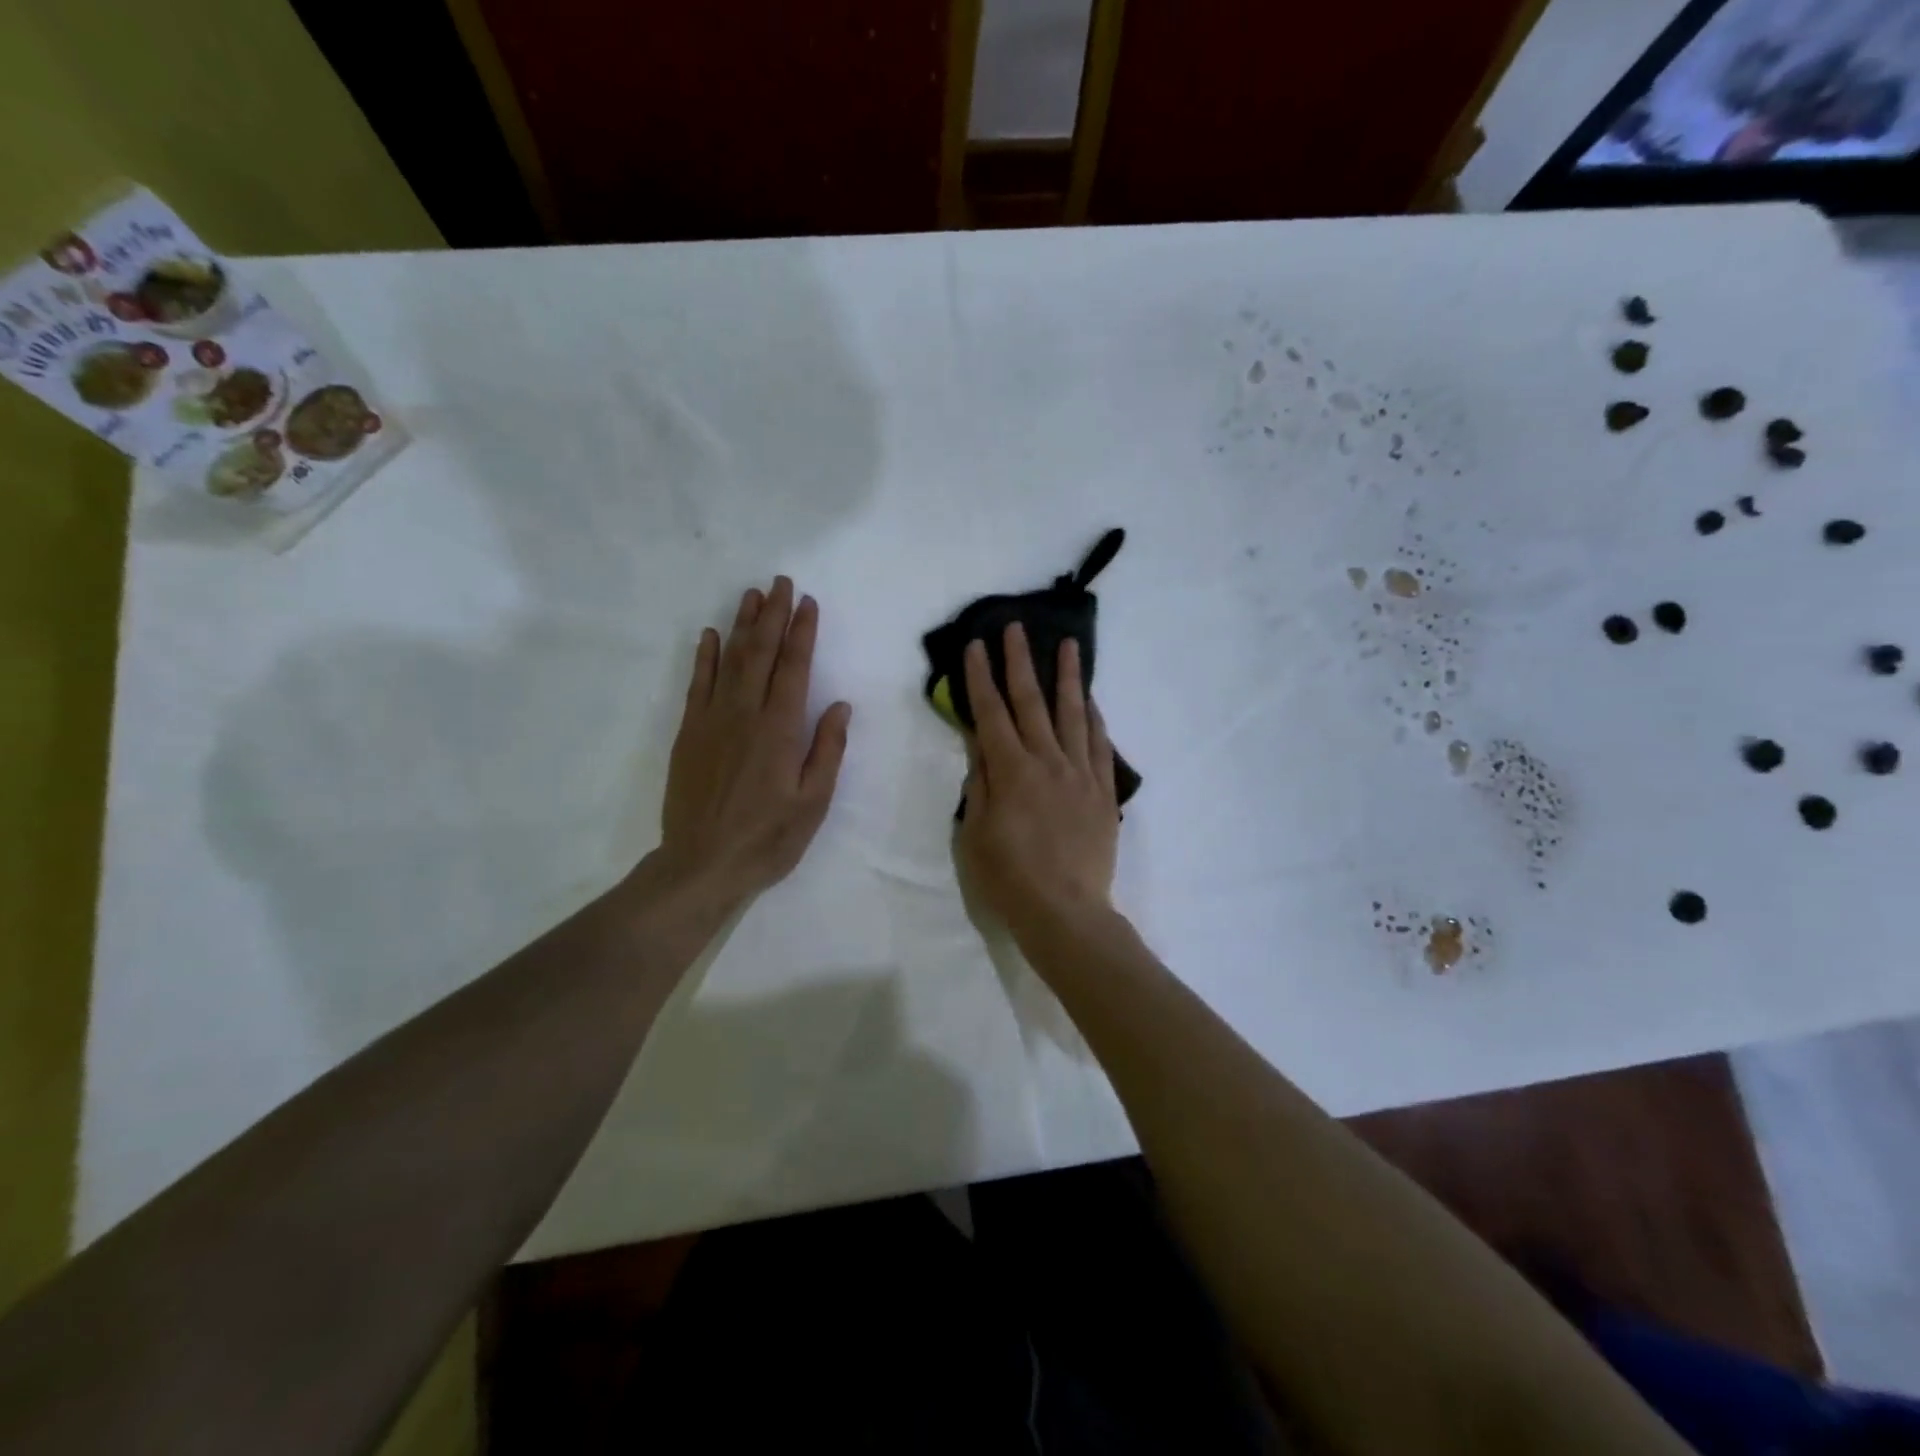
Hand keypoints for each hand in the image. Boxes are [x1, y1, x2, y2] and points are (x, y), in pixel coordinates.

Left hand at [647, 578, 851, 913]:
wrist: (702, 865)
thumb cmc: (768, 838)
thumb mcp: (813, 802)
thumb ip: (827, 749)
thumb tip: (839, 705)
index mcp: (779, 730)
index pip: (794, 668)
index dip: (801, 632)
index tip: (808, 603)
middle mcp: (744, 714)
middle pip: (760, 653)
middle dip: (772, 615)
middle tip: (780, 582)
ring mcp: (711, 720)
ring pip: (729, 660)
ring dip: (741, 625)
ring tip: (751, 595)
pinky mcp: (688, 733)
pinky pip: (697, 684)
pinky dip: (704, 656)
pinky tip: (709, 635)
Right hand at [956, 623, 1119, 939]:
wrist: (1066, 911)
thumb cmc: (1010, 877)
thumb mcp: (977, 832)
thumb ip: (980, 783)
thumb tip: (980, 744)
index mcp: (1011, 771)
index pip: (992, 713)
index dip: (980, 678)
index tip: (975, 646)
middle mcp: (1048, 762)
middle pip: (1032, 702)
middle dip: (1020, 662)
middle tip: (1015, 627)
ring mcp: (1081, 774)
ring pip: (1074, 715)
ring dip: (1069, 677)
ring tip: (1069, 645)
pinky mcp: (1103, 791)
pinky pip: (1101, 745)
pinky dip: (1095, 718)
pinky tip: (1091, 701)